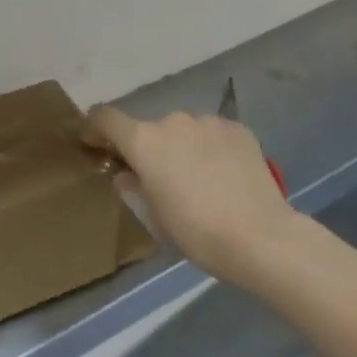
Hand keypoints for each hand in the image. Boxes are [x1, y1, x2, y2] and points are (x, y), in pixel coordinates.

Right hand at [86, 107, 301, 290]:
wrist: (262, 238)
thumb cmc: (197, 232)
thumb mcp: (155, 217)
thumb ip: (135, 187)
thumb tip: (127, 174)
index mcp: (143, 141)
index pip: (105, 118)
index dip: (95, 128)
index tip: (93, 143)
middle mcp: (172, 121)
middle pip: (150, 129)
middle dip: (151, 149)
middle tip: (162, 179)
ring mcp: (207, 122)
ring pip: (185, 131)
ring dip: (183, 148)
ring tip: (201, 180)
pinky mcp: (237, 129)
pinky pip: (214, 134)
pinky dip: (212, 149)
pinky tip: (226, 175)